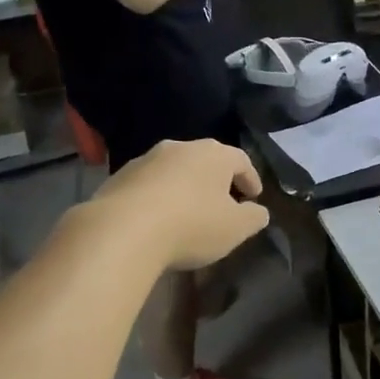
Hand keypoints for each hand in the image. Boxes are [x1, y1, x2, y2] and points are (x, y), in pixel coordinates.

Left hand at [94, 139, 269, 271]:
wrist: (121, 231)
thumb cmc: (191, 225)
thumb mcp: (235, 228)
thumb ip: (253, 218)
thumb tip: (259, 211)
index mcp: (214, 154)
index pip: (241, 160)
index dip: (251, 179)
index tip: (255, 197)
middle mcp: (180, 148)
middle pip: (206, 161)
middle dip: (217, 181)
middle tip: (224, 203)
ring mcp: (146, 160)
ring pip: (175, 171)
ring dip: (186, 188)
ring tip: (189, 213)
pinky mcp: (119, 177)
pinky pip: (149, 185)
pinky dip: (159, 197)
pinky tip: (159, 220)